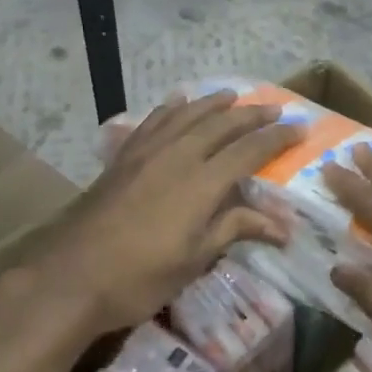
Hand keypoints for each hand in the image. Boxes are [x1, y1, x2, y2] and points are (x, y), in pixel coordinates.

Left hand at [29, 92, 302, 335]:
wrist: (72, 276)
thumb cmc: (140, 276)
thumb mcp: (194, 259)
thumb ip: (235, 230)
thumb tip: (283, 228)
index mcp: (202, 182)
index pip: (249, 150)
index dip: (277, 137)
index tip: (300, 127)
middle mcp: (178, 156)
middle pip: (222, 124)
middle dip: (252, 114)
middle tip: (276, 107)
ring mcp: (147, 152)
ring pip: (187, 115)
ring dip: (214, 103)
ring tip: (233, 95)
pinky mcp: (123, 157)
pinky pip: (154, 121)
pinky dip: (172, 108)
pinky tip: (178, 102)